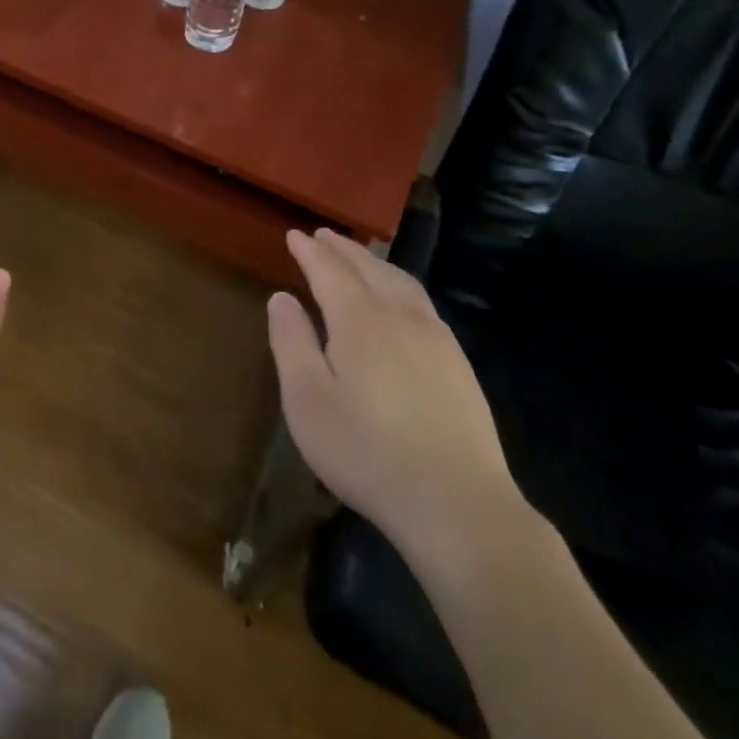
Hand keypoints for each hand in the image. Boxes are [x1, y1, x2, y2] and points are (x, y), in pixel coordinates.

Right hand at [268, 228, 523, 563]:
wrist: (457, 503)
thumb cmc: (366, 451)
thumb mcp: (307, 400)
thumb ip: (291, 343)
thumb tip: (281, 298)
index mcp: (359, 321)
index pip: (330, 271)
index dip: (309, 252)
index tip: (293, 235)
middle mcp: (400, 317)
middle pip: (369, 268)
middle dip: (342, 249)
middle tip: (323, 236)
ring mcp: (436, 339)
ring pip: (401, 282)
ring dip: (375, 263)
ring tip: (358, 257)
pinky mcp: (458, 363)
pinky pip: (422, 303)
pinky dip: (400, 285)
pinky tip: (400, 300)